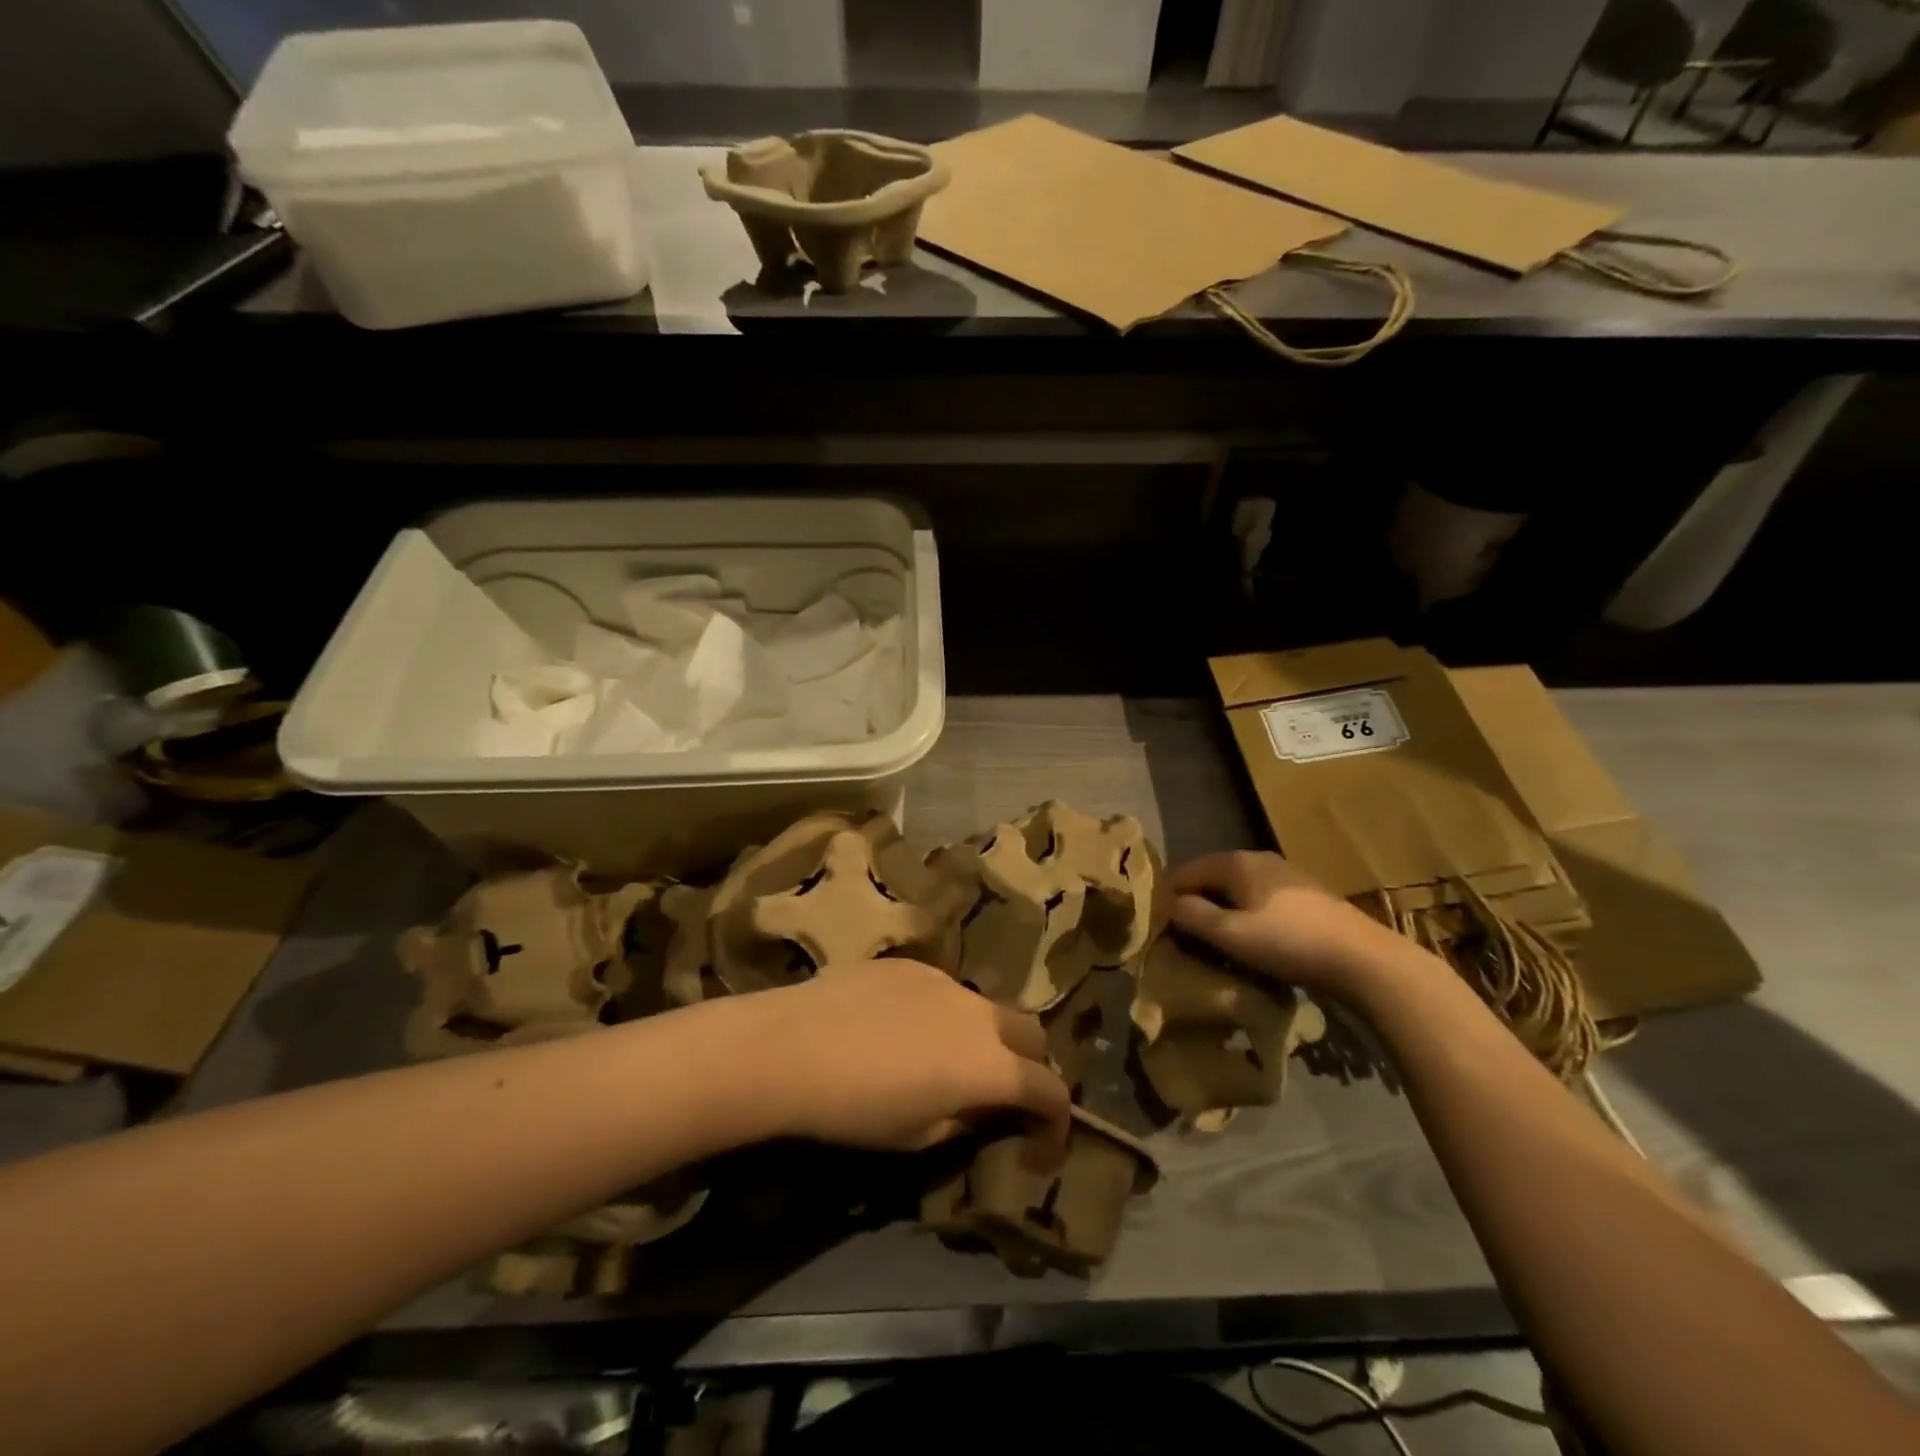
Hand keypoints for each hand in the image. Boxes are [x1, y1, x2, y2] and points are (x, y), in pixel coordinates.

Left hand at [750, 960, 1070, 1164]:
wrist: (793, 1046)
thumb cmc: (856, 1109)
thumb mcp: (918, 1137)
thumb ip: (966, 1121)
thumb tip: (981, 1109)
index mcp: (990, 1065)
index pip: (1050, 1089)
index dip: (1056, 1121)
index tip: (1042, 1146)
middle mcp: (979, 1013)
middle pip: (1032, 1033)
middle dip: (1032, 1066)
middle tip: (1004, 1096)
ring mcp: (946, 981)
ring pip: (986, 1008)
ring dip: (985, 1037)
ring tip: (948, 1062)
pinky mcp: (911, 965)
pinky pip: (945, 991)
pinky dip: (945, 1015)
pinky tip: (903, 1032)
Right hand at [1167, 850, 1405, 994]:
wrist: (1364, 960)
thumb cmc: (1289, 943)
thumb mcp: (1231, 935)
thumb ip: (1192, 917)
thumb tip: (1169, 905)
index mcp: (1235, 862)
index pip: (1185, 872)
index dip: (1167, 897)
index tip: (1158, 927)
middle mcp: (1258, 859)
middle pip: (1212, 879)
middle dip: (1194, 904)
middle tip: (1183, 938)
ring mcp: (1286, 875)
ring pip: (1237, 891)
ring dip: (1222, 913)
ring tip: (1215, 943)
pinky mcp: (1306, 896)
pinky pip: (1260, 901)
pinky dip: (1247, 917)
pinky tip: (1252, 942)